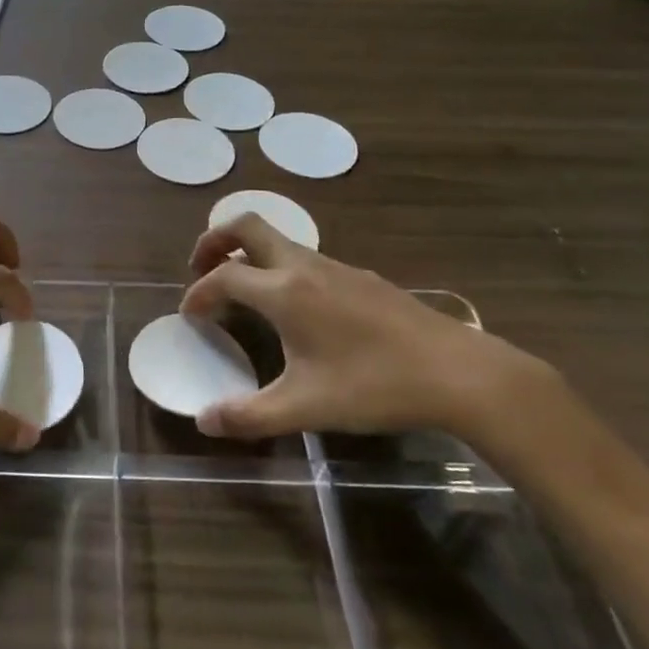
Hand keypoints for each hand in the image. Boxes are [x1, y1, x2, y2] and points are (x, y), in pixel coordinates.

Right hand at [181, 215, 549, 440]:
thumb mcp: (306, 408)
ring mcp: (335, 267)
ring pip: (279, 240)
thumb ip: (249, 415)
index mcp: (283, 292)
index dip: (199, 293)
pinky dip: (280, 268)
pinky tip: (295, 308)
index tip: (189, 315)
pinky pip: (304, 258)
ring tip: (242, 292)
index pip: (223, 277)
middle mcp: (304, 267)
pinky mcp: (360, 277)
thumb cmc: (374, 386)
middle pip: (247, 226)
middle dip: (215, 240)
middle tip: (201, 269)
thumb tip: (203, 422)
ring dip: (249, 254)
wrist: (458, 373)